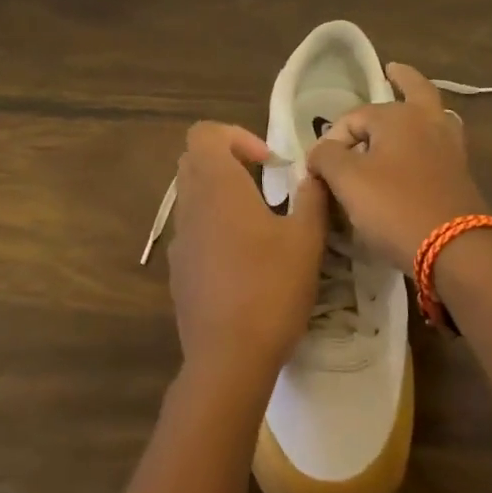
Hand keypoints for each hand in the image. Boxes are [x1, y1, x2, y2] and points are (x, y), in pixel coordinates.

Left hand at [167, 122, 329, 400]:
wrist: (228, 357)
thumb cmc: (270, 289)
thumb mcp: (306, 240)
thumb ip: (312, 197)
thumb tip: (313, 173)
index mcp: (217, 188)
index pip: (204, 134)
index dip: (236, 136)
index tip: (269, 163)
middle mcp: (190, 206)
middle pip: (194, 161)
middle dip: (229, 162)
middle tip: (266, 184)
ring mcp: (179, 240)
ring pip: (192, 197)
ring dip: (222, 196)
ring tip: (260, 223)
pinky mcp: (178, 270)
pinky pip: (192, 231)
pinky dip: (214, 227)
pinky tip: (244, 261)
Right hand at [305, 63, 489, 272]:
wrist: (454, 248)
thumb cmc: (394, 207)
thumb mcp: (347, 181)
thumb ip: (326, 157)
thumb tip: (320, 151)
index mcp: (399, 116)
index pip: (354, 118)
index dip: (332, 139)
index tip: (319, 168)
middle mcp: (428, 122)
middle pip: (415, 89)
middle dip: (402, 79)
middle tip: (392, 70)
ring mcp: (449, 147)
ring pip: (434, 115)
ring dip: (420, 107)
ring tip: (408, 108)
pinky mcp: (460, 174)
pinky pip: (439, 143)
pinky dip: (427, 138)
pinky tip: (419, 149)